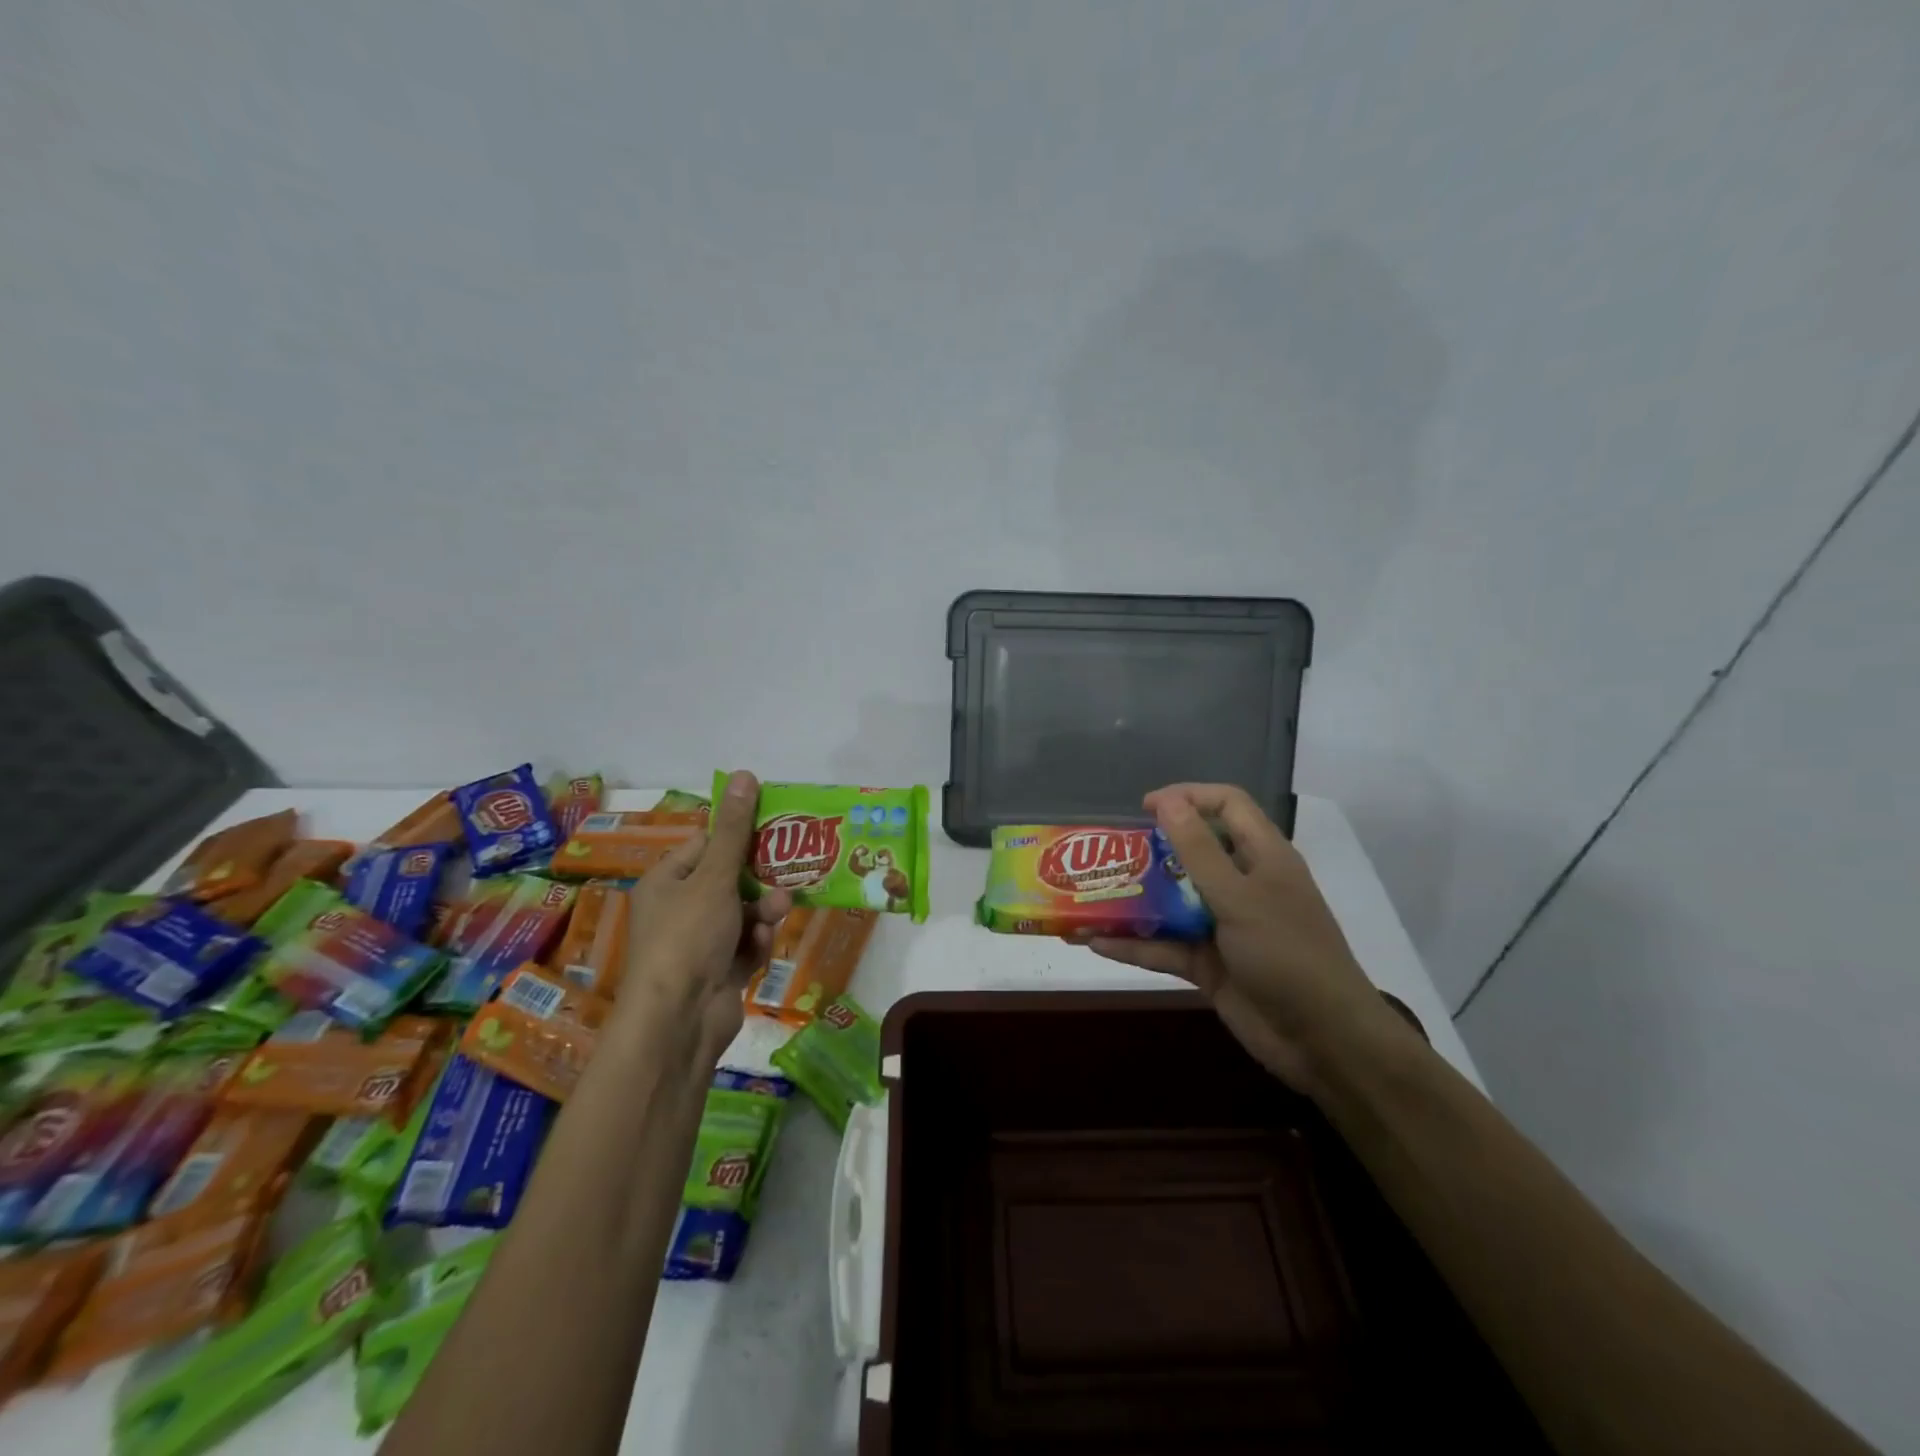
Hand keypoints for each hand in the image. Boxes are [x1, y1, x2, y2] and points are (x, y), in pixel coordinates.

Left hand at [620, 771, 790, 1060]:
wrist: (679, 1021)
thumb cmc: (688, 937)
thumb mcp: (714, 876)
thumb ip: (734, 829)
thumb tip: (743, 774)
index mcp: (666, 881)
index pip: (705, 845)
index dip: (738, 837)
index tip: (775, 830)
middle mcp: (679, 909)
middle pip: (729, 880)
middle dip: (759, 881)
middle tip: (787, 876)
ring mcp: (699, 943)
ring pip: (743, 913)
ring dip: (762, 914)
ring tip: (776, 917)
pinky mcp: (718, 971)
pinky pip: (745, 945)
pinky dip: (754, 945)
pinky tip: (757, 951)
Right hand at [1083, 783, 1399, 1095]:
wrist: (1323, 1042)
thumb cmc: (1287, 954)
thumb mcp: (1240, 897)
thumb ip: (1199, 850)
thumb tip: (1167, 800)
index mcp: (1262, 857)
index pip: (1227, 806)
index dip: (1188, 797)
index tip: (1144, 807)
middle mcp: (1242, 885)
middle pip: (1191, 853)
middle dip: (1149, 850)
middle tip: (1108, 853)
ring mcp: (1224, 926)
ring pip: (1171, 903)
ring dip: (1133, 901)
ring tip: (1088, 896)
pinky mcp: (1209, 964)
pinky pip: (1165, 947)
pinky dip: (1134, 946)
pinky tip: (1095, 943)